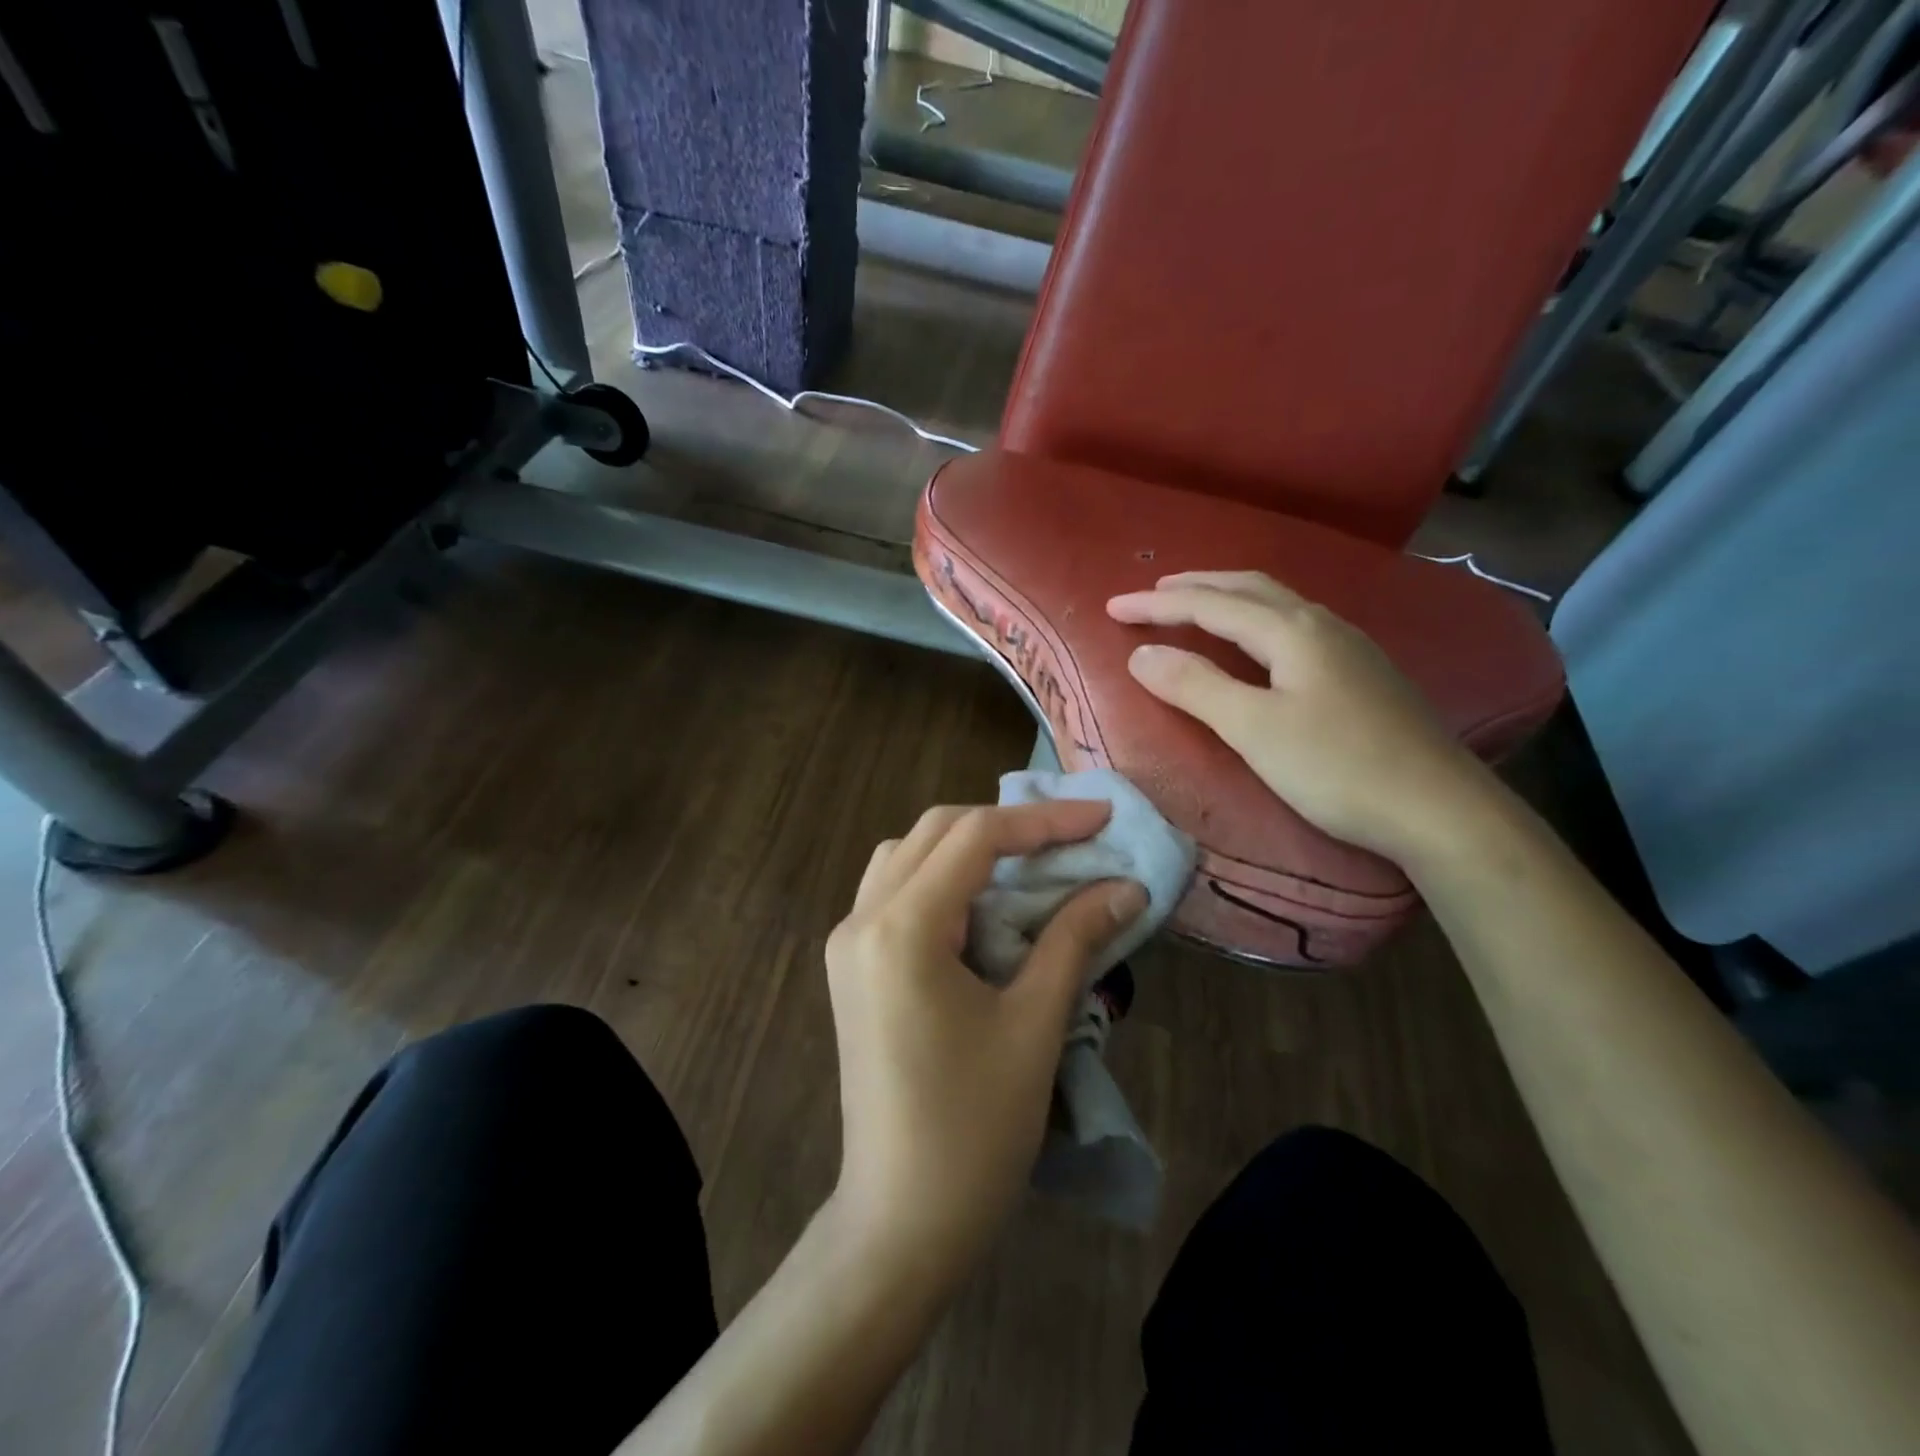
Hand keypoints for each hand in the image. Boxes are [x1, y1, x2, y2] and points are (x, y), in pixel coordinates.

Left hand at [825, 802, 1146, 1278]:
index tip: (1102, 818)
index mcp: (901, 928)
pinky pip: (895, 890)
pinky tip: (982, 904)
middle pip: (936, 831)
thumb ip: (1075, 940)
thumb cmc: (974, 1130)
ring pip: (908, 854)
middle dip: (1008, 825)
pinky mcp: (851, 966)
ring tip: (1029, 864)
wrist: (900, 1221)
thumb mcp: (1034, 1025)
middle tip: (1073, 837)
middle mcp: (862, 918)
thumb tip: (1126, 887)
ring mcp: (848, 942)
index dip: (1044, 820)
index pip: (975, 836)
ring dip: (969, 846)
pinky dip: (942, 878)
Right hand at [1107, 571, 1497, 865]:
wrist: (1440, 810)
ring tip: (1195, 607)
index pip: (1210, 605)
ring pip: (1276, 604)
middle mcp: (1321, 625)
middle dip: (1194, 587)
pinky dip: (1256, 620)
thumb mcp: (1254, 729)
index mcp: (1292, 631)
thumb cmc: (1338, 768)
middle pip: (1248, 588)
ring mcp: (1349, 647)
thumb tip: (1141, 654)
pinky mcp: (1362, 674)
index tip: (1111, 606)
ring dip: (1228, 598)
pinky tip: (1258, 642)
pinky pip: (1294, 626)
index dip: (1157, 604)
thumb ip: (1195, 686)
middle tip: (1152, 593)